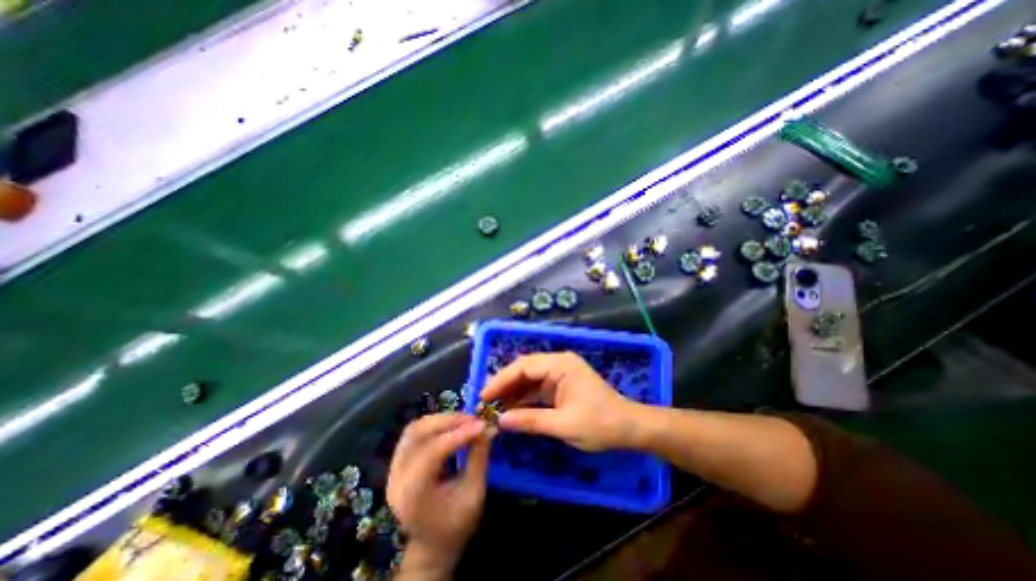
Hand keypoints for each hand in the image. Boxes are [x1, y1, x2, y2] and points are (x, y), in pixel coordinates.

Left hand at [389, 414, 492, 574]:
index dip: (457, 435)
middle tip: (473, 418)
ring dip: (441, 419)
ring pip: (414, 429)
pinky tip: (451, 425)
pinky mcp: (398, 461)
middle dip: (448, 421)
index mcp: (412, 495)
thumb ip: (479, 457)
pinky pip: (414, 432)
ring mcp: (393, 468)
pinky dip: (434, 424)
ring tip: (464, 420)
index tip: (481, 425)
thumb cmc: (456, 524)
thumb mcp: (474, 493)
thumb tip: (488, 427)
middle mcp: (396, 478)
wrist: (432, 543)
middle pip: (418, 434)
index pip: (431, 453)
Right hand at [482, 350, 645, 452]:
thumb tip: (501, 421)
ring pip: (529, 379)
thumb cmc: (600, 424)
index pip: (524, 366)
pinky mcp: (560, 385)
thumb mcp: (564, 425)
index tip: (484, 396)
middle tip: (485, 402)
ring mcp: (559, 374)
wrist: (629, 428)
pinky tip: (511, 410)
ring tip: (494, 408)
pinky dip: (524, 398)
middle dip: (504, 384)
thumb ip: (531, 421)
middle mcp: (558, 364)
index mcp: (561, 365)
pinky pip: (537, 388)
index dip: (501, 380)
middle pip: (524, 369)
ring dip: (512, 392)